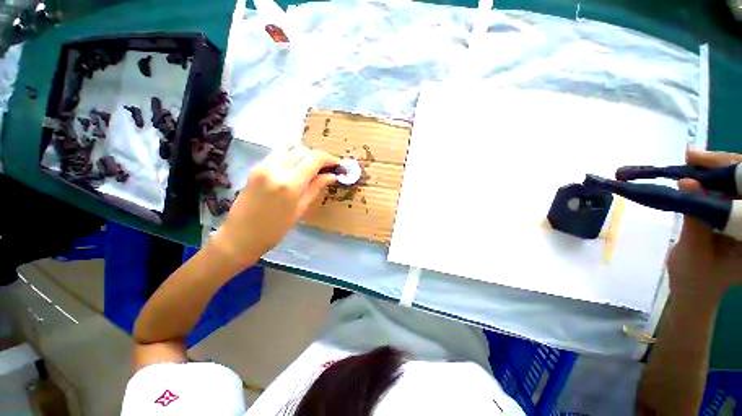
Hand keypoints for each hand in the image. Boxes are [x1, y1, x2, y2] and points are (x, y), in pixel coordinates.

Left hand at [211, 146, 338, 266]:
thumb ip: (316, 188)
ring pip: (290, 147)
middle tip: (326, 168)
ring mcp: (263, 165)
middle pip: (302, 150)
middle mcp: (275, 169)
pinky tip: (296, 167)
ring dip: (304, 154)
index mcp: (289, 184)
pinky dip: (291, 155)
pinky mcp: (256, 166)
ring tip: (311, 167)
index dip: (329, 159)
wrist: (240, 236)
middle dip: (318, 156)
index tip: (337, 165)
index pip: (314, 159)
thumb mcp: (300, 210)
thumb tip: (332, 176)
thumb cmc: (275, 230)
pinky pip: (278, 153)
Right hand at [667, 149, 741, 301]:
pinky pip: (730, 191)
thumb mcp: (694, 251)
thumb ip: (694, 219)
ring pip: (739, 184)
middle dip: (724, 166)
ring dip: (717, 171)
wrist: (694, 290)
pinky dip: (713, 180)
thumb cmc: (694, 278)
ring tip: (692, 162)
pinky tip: (697, 175)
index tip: (700, 160)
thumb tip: (687, 183)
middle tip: (692, 157)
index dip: (733, 172)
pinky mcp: (738, 216)